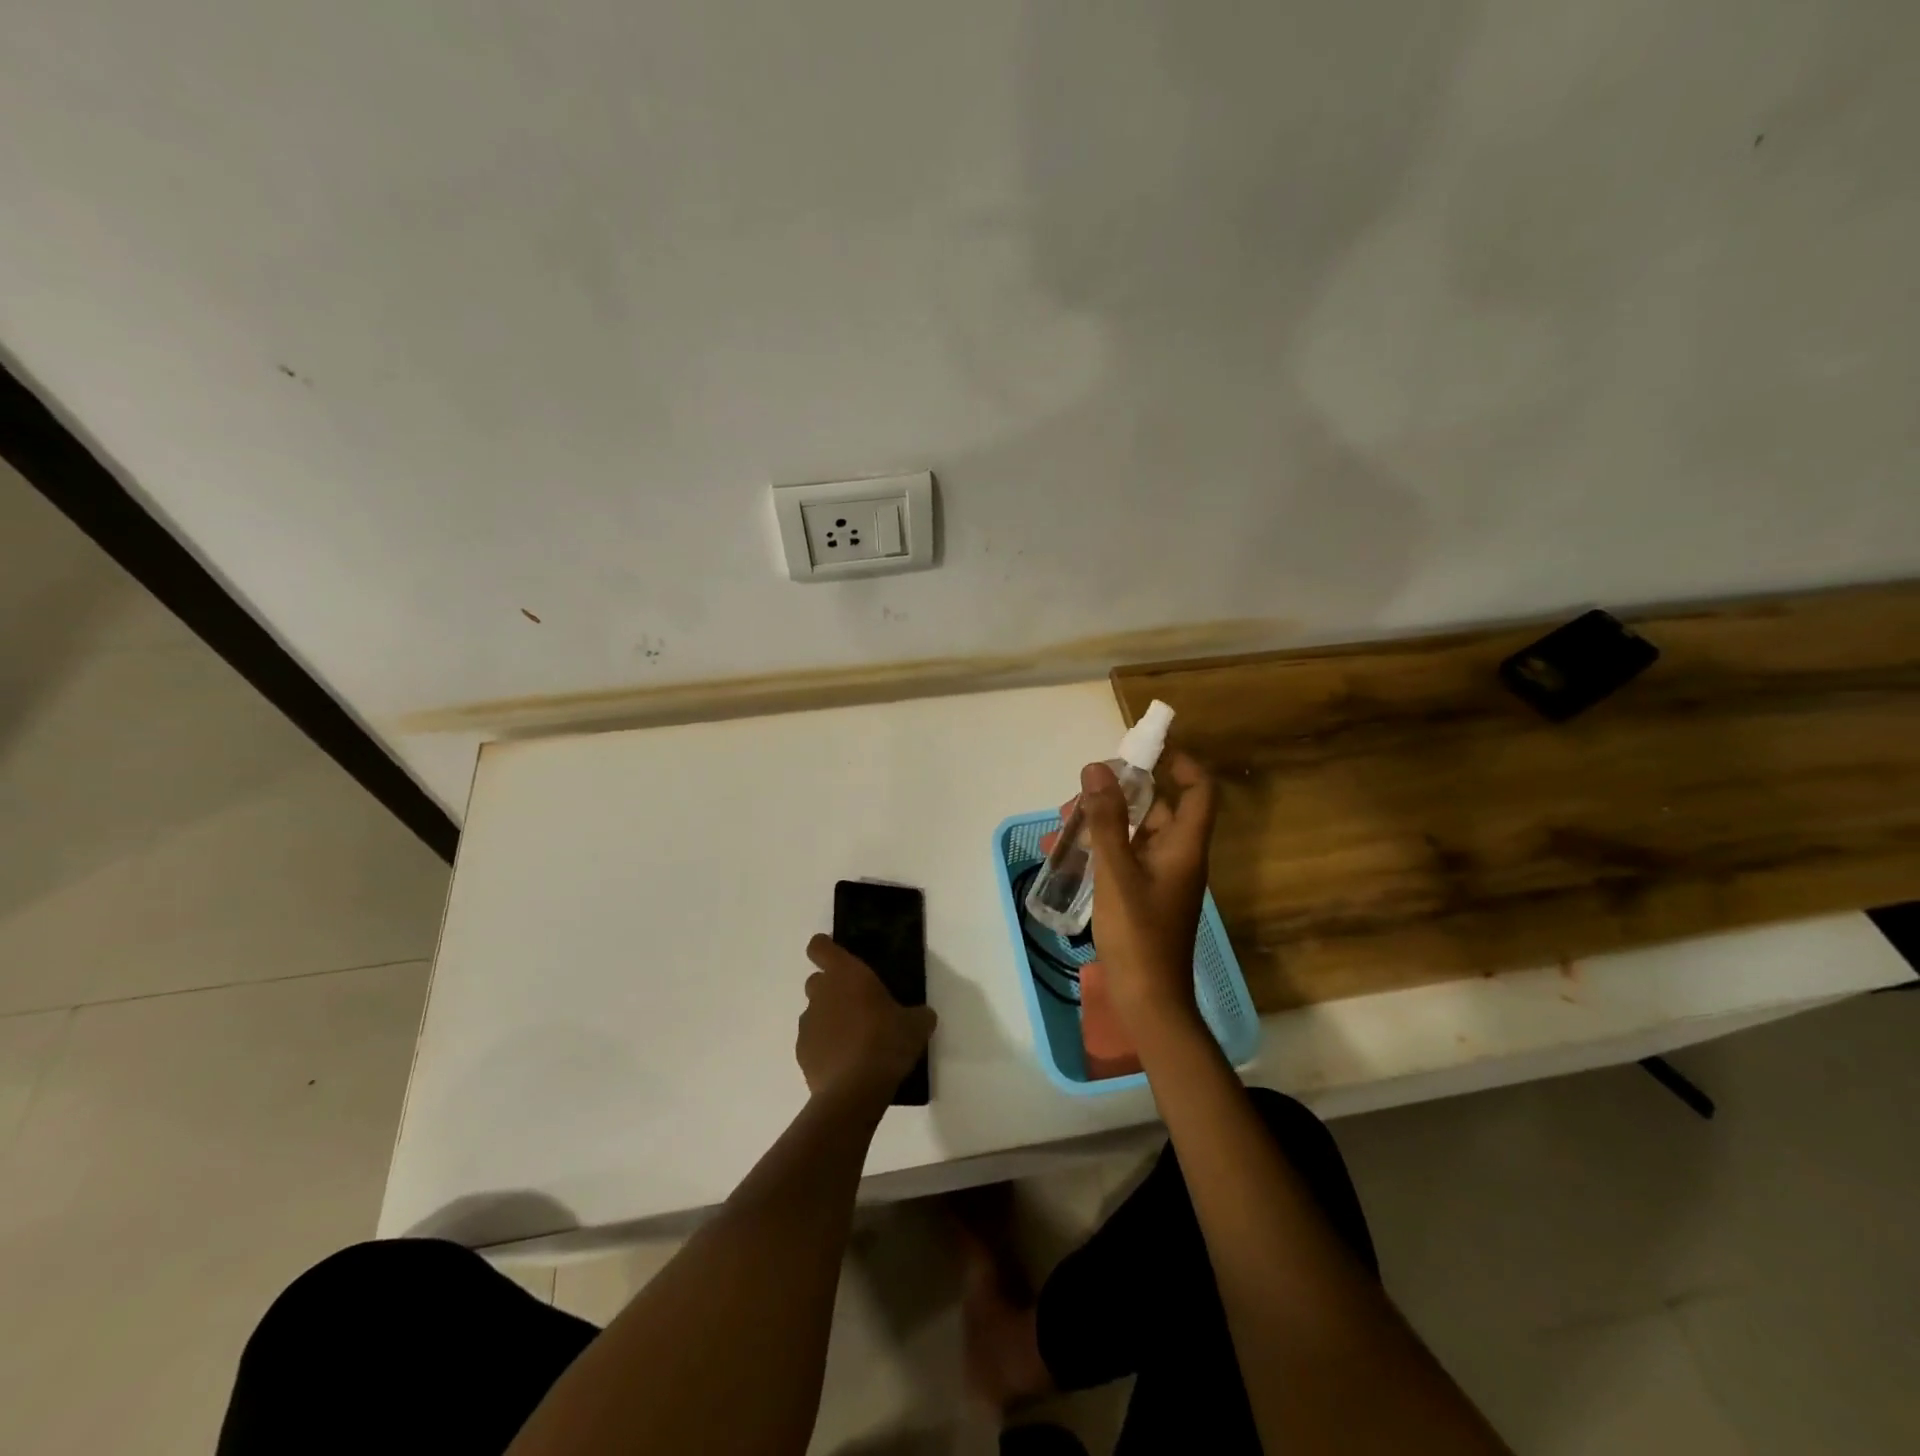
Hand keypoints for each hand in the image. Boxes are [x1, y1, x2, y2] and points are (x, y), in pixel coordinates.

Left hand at [798, 934, 936, 1108]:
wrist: (855, 1090)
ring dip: (829, 1020)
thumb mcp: (916, 1025)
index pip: (820, 947)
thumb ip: (918, 1014)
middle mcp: (821, 993)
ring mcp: (808, 1024)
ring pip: (815, 1013)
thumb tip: (922, 1016)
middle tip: (856, 1004)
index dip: (825, 949)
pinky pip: (813, 1042)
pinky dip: (825, 1048)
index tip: (837, 958)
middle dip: (832, 989)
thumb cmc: (887, 1042)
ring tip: (854, 1040)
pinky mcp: (802, 1054)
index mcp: (846, 974)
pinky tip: (845, 1064)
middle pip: (816, 980)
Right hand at [1078, 752, 1217, 1037]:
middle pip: (1159, 808)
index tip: (1147, 748)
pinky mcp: (1145, 895)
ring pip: (1137, 833)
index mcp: (1184, 846)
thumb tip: (1097, 768)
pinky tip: (1068, 852)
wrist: (1148, 1000)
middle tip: (1083, 790)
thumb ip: (1106, 820)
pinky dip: (1102, 847)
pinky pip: (1126, 856)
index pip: (1199, 790)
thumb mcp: (1115, 872)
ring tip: (1064, 820)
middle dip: (1122, 792)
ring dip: (1106, 820)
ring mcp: (1162, 877)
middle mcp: (1178, 856)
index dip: (1181, 763)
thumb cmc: (1137, 934)